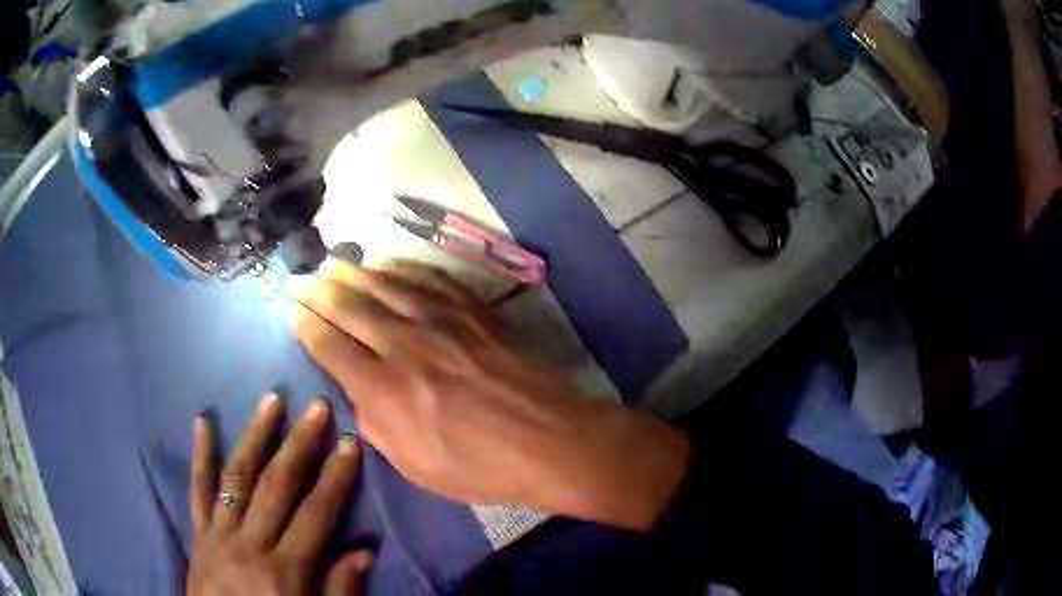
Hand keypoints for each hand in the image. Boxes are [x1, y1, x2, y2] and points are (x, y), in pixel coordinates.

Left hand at [187, 396, 372, 595]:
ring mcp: (219, 534)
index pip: (315, 514)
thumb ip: (339, 591)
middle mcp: (250, 544)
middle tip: (317, 407)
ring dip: (255, 436)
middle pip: (276, 486)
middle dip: (299, 444)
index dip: (335, 478)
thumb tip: (363, 551)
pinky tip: (202, 422)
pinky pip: (197, 490)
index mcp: (284, 571)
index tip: (350, 442)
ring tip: (271, 400)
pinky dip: (200, 456)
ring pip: (236, 476)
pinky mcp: (198, 534)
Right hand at [291, 262, 691, 530]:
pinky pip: (428, 279)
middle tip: (300, 280)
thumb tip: (357, 390)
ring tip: (332, 265)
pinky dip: (401, 269)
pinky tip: (386, 265)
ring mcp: (441, 320)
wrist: (548, 440)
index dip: (307, 327)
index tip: (294, 314)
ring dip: (353, 272)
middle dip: (319, 291)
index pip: (330, 346)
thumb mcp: (413, 465)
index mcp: (384, 388)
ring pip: (384, 285)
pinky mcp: (471, 310)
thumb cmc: (479, 466)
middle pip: (350, 306)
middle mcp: (405, 344)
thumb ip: (375, 424)